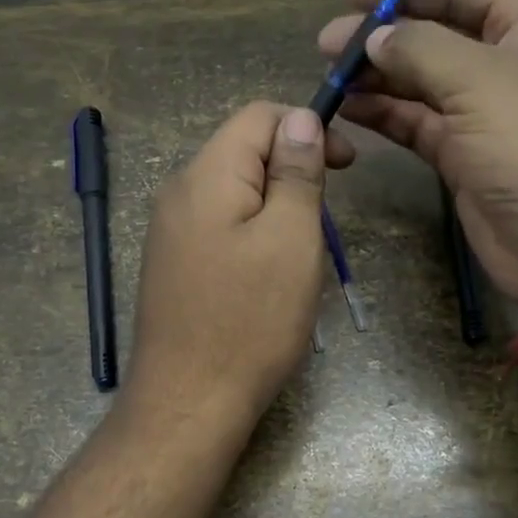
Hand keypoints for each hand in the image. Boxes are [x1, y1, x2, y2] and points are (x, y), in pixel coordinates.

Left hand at [124, 101, 354, 429]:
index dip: (307, 127)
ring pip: (235, 191)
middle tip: (327, 216)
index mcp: (207, 175)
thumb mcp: (291, 239)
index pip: (258, 115)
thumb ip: (296, 172)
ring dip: (276, 205)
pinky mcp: (174, 264)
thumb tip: (300, 118)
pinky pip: (220, 225)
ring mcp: (171, 231)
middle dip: (293, 169)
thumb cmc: (250, 321)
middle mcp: (179, 192)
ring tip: (303, 250)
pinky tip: (269, 273)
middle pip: (243, 150)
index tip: (347, 166)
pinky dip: (253, 232)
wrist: (188, 402)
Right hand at [319, 0, 517, 308]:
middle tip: (327, 43)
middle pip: (438, 33)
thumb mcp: (479, 81)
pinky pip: (420, 123)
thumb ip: (419, 48)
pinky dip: (387, 114)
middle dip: (383, 35)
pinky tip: (351, 109)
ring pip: (424, 82)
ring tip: (330, 76)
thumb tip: (375, 37)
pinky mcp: (466, 156)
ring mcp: (487, 113)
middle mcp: (509, 63)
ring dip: (379, 76)